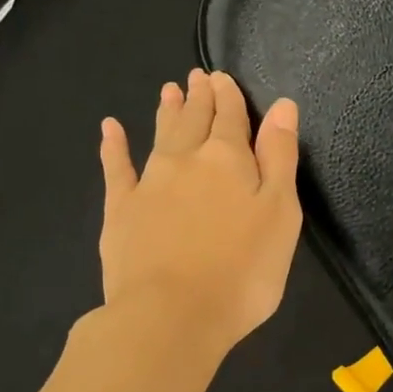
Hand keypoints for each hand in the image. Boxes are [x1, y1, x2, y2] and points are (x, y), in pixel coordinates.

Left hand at [98, 69, 301, 353]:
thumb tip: (281, 106)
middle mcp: (187, 160)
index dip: (230, 97)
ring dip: (167, 111)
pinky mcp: (120, 211)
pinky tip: (111, 128)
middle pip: (195, 121)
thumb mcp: (280, 213)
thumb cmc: (243, 270)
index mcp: (230, 160)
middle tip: (198, 76)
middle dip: (200, 97)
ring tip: (169, 89)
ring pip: (161, 136)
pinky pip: (116, 168)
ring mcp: (149, 184)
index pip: (232, 119)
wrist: (171, 315)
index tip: (223, 78)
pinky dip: (114, 146)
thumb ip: (280, 157)